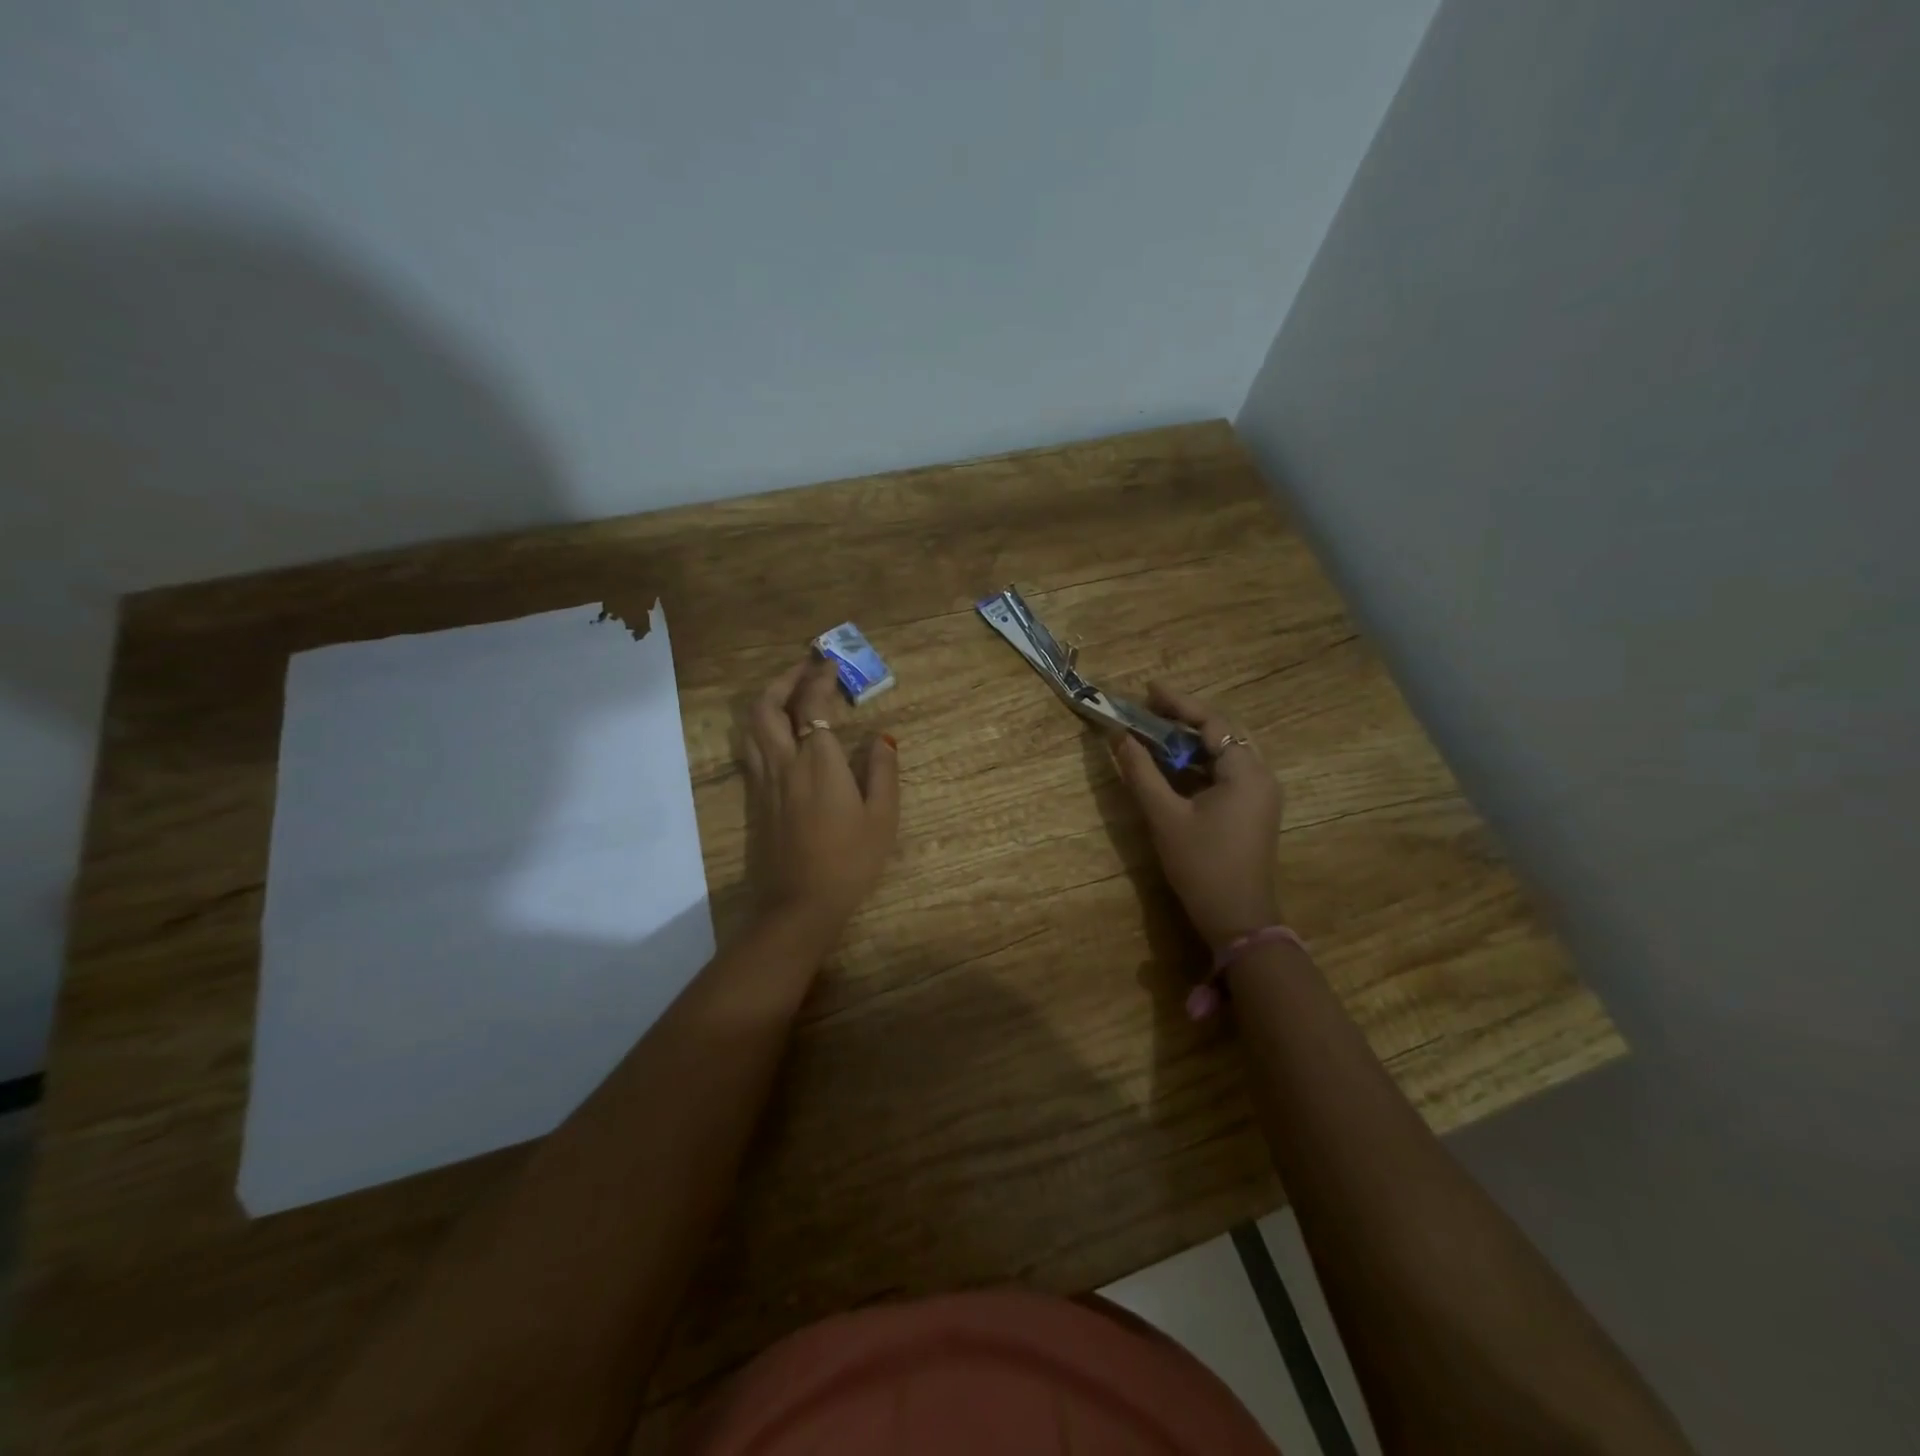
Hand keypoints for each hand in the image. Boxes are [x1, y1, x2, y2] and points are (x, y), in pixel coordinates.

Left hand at [741, 659, 900, 942]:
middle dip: (784, 680)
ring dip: (768, 700)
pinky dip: (762, 728)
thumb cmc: (849, 861)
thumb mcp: (882, 818)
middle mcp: (785, 762)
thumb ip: (882, 772)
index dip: (819, 678)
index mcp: (819, 762)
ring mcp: (765, 781)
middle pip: (768, 707)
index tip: (830, 663)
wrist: (799, 904)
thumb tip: (882, 738)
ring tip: (788, 693)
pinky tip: (778, 733)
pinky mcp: (756, 800)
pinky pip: (752, 750)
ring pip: (753, 727)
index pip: (812, 705)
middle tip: (805, 668)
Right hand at [1110, 684, 1282, 951]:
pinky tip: (1173, 764)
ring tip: (1155, 731)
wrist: (1237, 918)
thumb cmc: (1201, 865)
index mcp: (1246, 772)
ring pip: (1225, 752)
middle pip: (1223, 732)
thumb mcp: (1165, 817)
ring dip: (1191, 740)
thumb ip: (1141, 772)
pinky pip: (1227, 772)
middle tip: (1149, 708)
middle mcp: (1261, 775)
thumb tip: (1118, 737)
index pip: (1212, 722)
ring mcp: (1260, 794)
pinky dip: (1199, 762)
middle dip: (1185, 718)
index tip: (1147, 689)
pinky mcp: (1253, 809)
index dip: (1178, 703)